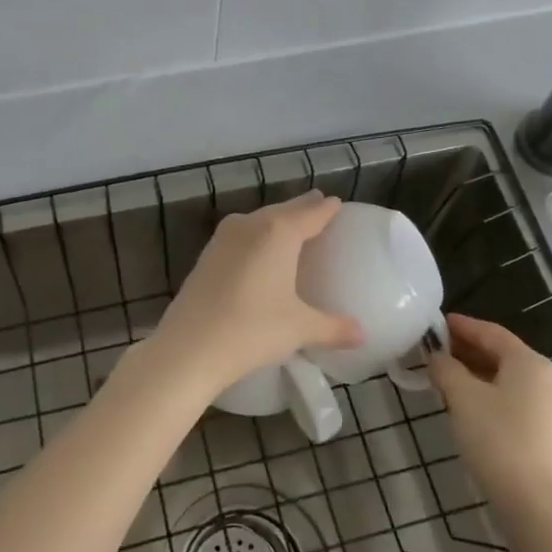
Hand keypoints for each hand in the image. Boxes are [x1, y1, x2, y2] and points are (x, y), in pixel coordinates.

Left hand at [144, 191, 364, 398]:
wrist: (189, 348)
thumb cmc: (252, 330)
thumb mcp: (299, 329)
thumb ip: (333, 328)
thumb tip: (362, 335)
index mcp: (279, 232)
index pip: (311, 213)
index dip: (326, 209)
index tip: (337, 203)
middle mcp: (250, 225)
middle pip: (283, 210)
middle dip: (302, 208)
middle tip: (318, 206)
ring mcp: (223, 239)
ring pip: (258, 220)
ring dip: (275, 220)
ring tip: (291, 226)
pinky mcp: (206, 256)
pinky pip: (240, 236)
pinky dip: (255, 237)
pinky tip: (257, 252)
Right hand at [426, 314, 551, 508]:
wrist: (535, 503)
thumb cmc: (497, 439)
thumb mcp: (463, 398)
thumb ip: (446, 370)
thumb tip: (437, 357)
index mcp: (529, 363)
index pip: (491, 332)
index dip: (462, 326)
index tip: (436, 323)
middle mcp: (544, 379)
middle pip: (501, 354)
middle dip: (466, 350)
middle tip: (434, 351)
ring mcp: (548, 408)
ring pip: (505, 379)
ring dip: (474, 374)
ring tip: (444, 377)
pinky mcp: (544, 433)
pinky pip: (511, 400)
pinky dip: (487, 394)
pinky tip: (465, 406)